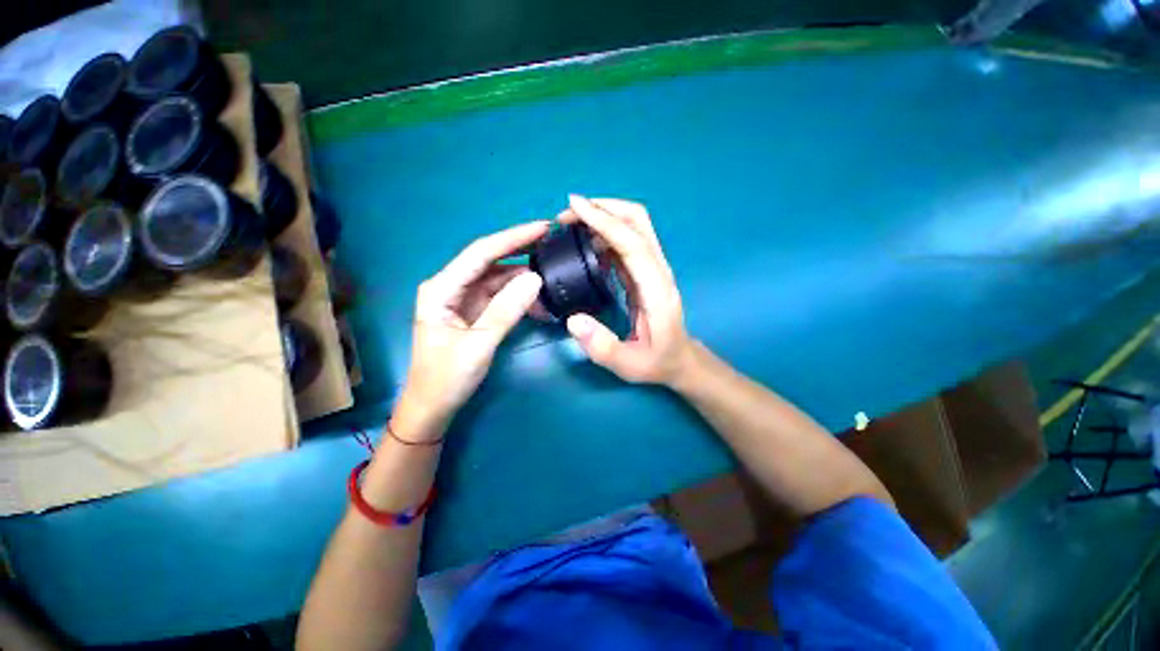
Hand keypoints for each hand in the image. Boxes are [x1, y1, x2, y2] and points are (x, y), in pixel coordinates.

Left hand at [398, 221, 547, 428]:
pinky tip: (539, 296)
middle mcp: (451, 287)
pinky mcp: (475, 312)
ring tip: (551, 270)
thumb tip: (535, 278)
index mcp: (441, 288)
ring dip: (523, 276)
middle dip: (520, 250)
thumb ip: (506, 310)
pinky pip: (501, 296)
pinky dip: (520, 295)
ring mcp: (464, 299)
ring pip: (498, 278)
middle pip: (490, 261)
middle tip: (552, 242)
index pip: (481, 253)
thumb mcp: (478, 344)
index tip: (542, 228)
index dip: (513, 238)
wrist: (433, 407)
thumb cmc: (447, 378)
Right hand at [561, 195, 694, 386]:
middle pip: (637, 221)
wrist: (680, 360)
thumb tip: (573, 319)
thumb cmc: (657, 362)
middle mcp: (657, 270)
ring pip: (632, 226)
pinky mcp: (643, 272)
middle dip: (603, 208)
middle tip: (568, 215)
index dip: (605, 221)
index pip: (633, 243)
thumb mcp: (628, 365)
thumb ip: (602, 346)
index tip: (574, 206)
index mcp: (656, 289)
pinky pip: (625, 243)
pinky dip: (604, 234)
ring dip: (602, 217)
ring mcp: (651, 268)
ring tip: (570, 225)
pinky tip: (584, 244)